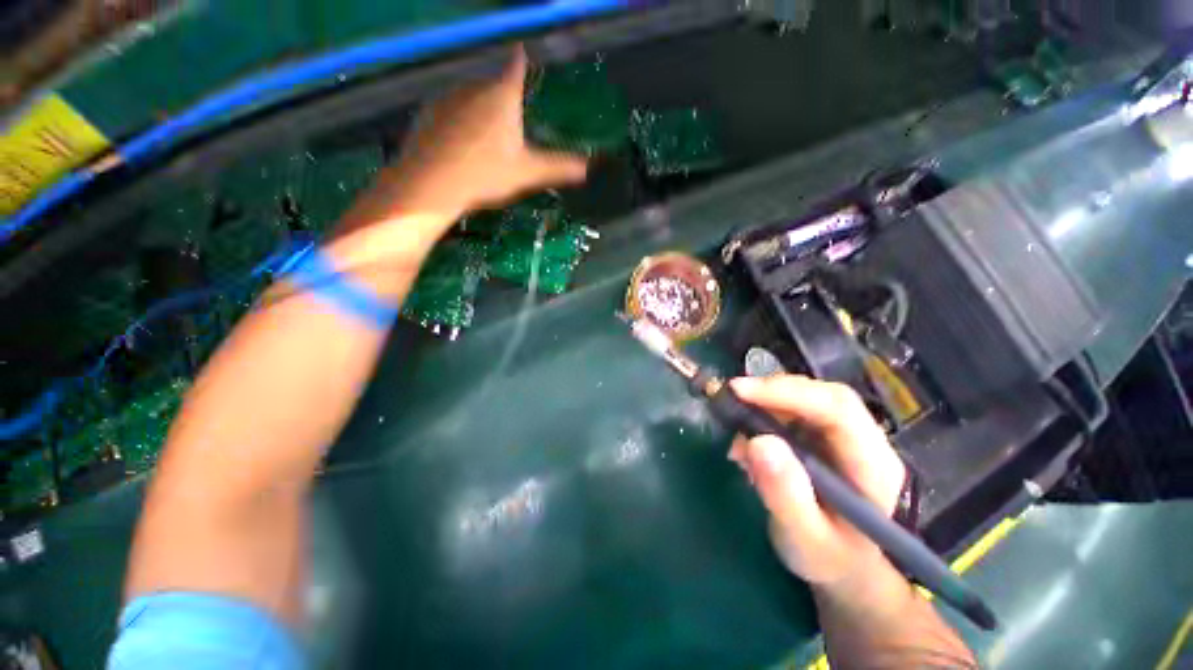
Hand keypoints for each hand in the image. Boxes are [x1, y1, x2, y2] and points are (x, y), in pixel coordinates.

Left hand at [381, 45, 588, 221]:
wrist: (434, 183)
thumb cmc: (487, 173)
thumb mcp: (528, 172)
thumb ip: (558, 167)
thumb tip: (587, 168)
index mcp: (502, 95)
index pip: (515, 66)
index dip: (520, 60)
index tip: (521, 53)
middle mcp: (474, 87)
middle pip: (493, 84)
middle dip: (502, 96)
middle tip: (509, 123)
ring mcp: (448, 97)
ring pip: (470, 96)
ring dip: (479, 109)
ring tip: (485, 139)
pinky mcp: (428, 112)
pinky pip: (450, 109)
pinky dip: (458, 120)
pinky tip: (460, 143)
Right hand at [728, 376, 905, 586]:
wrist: (844, 566)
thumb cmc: (830, 558)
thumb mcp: (804, 538)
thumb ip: (785, 494)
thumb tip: (758, 442)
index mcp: (873, 465)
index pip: (837, 409)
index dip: (787, 392)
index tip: (740, 391)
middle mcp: (863, 440)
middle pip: (821, 395)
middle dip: (772, 392)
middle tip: (731, 398)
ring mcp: (842, 436)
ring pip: (804, 399)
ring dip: (763, 404)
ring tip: (735, 429)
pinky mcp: (821, 436)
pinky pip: (790, 412)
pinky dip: (761, 416)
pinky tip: (745, 441)